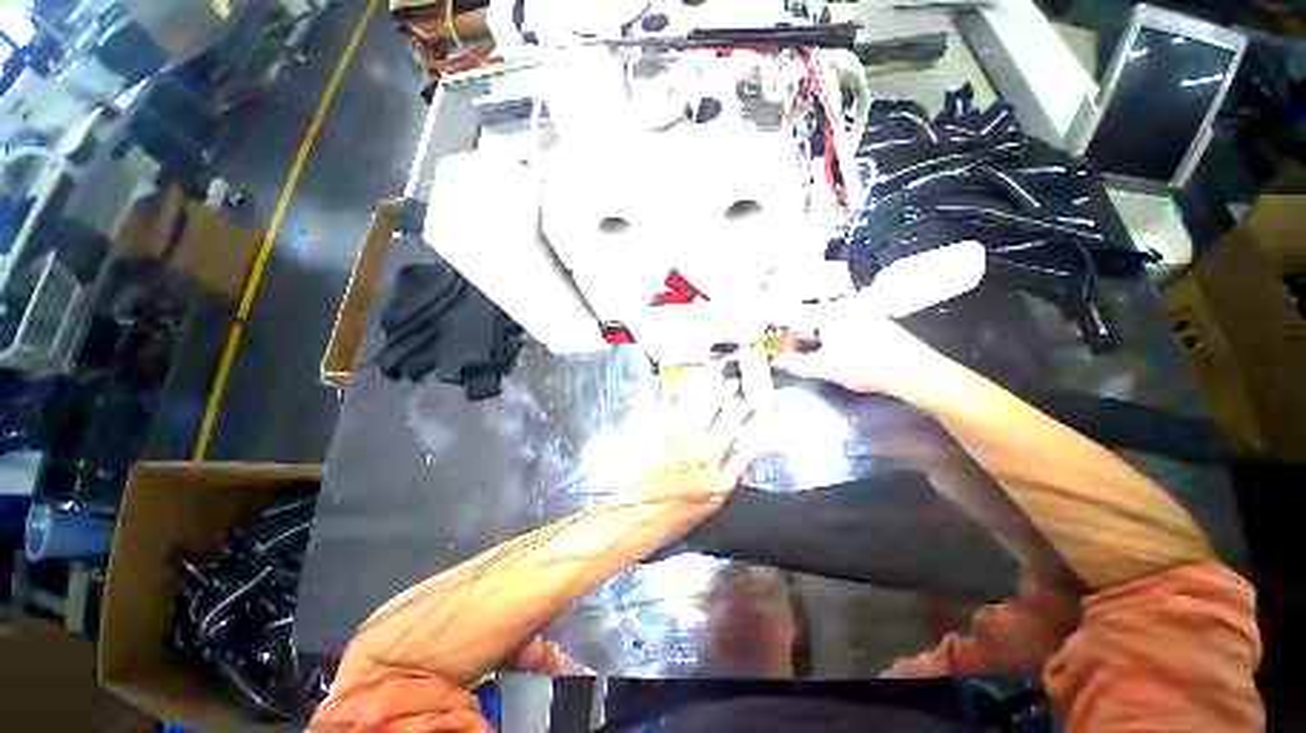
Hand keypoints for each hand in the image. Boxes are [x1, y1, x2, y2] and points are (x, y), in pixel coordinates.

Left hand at [633, 363, 755, 501]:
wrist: (637, 512)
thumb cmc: (681, 509)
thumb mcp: (718, 493)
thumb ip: (738, 464)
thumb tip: (753, 440)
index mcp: (710, 447)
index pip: (731, 417)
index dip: (740, 405)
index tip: (746, 399)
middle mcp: (689, 430)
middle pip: (710, 400)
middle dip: (723, 387)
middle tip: (730, 380)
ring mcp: (666, 424)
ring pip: (687, 396)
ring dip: (700, 384)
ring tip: (709, 375)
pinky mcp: (648, 425)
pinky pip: (662, 402)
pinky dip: (673, 393)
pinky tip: (679, 388)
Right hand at [771, 302, 956, 400]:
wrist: (916, 372)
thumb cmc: (865, 366)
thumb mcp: (825, 368)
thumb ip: (796, 364)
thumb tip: (774, 360)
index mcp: (830, 311)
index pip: (794, 314)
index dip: (780, 330)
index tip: (772, 343)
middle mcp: (845, 304)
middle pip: (810, 316)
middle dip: (797, 334)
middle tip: (789, 352)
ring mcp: (861, 310)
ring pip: (826, 320)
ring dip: (813, 336)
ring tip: (809, 354)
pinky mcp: (874, 320)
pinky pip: (842, 324)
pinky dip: (831, 336)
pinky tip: (834, 351)